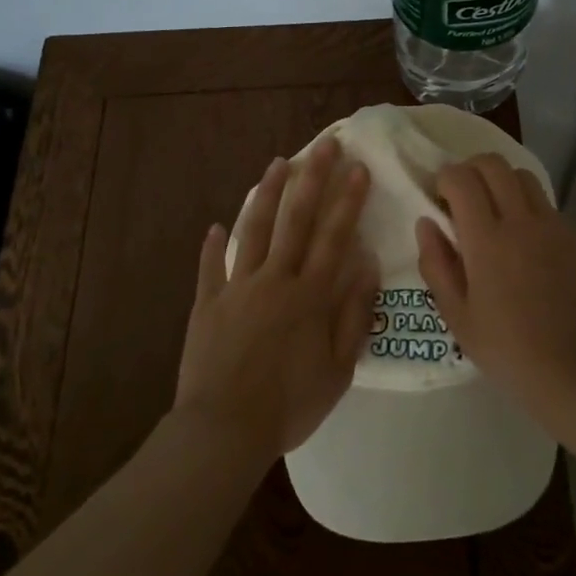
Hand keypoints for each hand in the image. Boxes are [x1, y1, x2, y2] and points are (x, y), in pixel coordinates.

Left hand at [174, 138, 377, 462]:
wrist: (224, 430)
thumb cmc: (289, 405)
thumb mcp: (339, 370)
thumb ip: (354, 316)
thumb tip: (367, 267)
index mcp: (310, 296)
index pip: (334, 237)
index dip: (348, 201)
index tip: (358, 168)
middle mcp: (275, 280)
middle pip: (296, 220)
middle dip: (312, 179)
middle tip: (323, 145)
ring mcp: (237, 288)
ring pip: (254, 230)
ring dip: (267, 194)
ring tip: (278, 163)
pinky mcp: (207, 303)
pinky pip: (210, 268)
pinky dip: (213, 246)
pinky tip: (214, 226)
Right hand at [416, 153, 575, 421]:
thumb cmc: (507, 350)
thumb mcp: (457, 315)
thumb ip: (435, 263)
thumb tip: (426, 222)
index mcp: (487, 239)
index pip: (461, 178)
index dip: (445, 178)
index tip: (441, 198)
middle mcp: (523, 221)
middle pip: (494, 164)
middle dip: (472, 169)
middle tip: (465, 197)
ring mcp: (558, 227)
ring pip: (526, 178)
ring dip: (504, 185)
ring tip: (499, 217)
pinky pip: (552, 212)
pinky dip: (534, 217)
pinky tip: (533, 254)